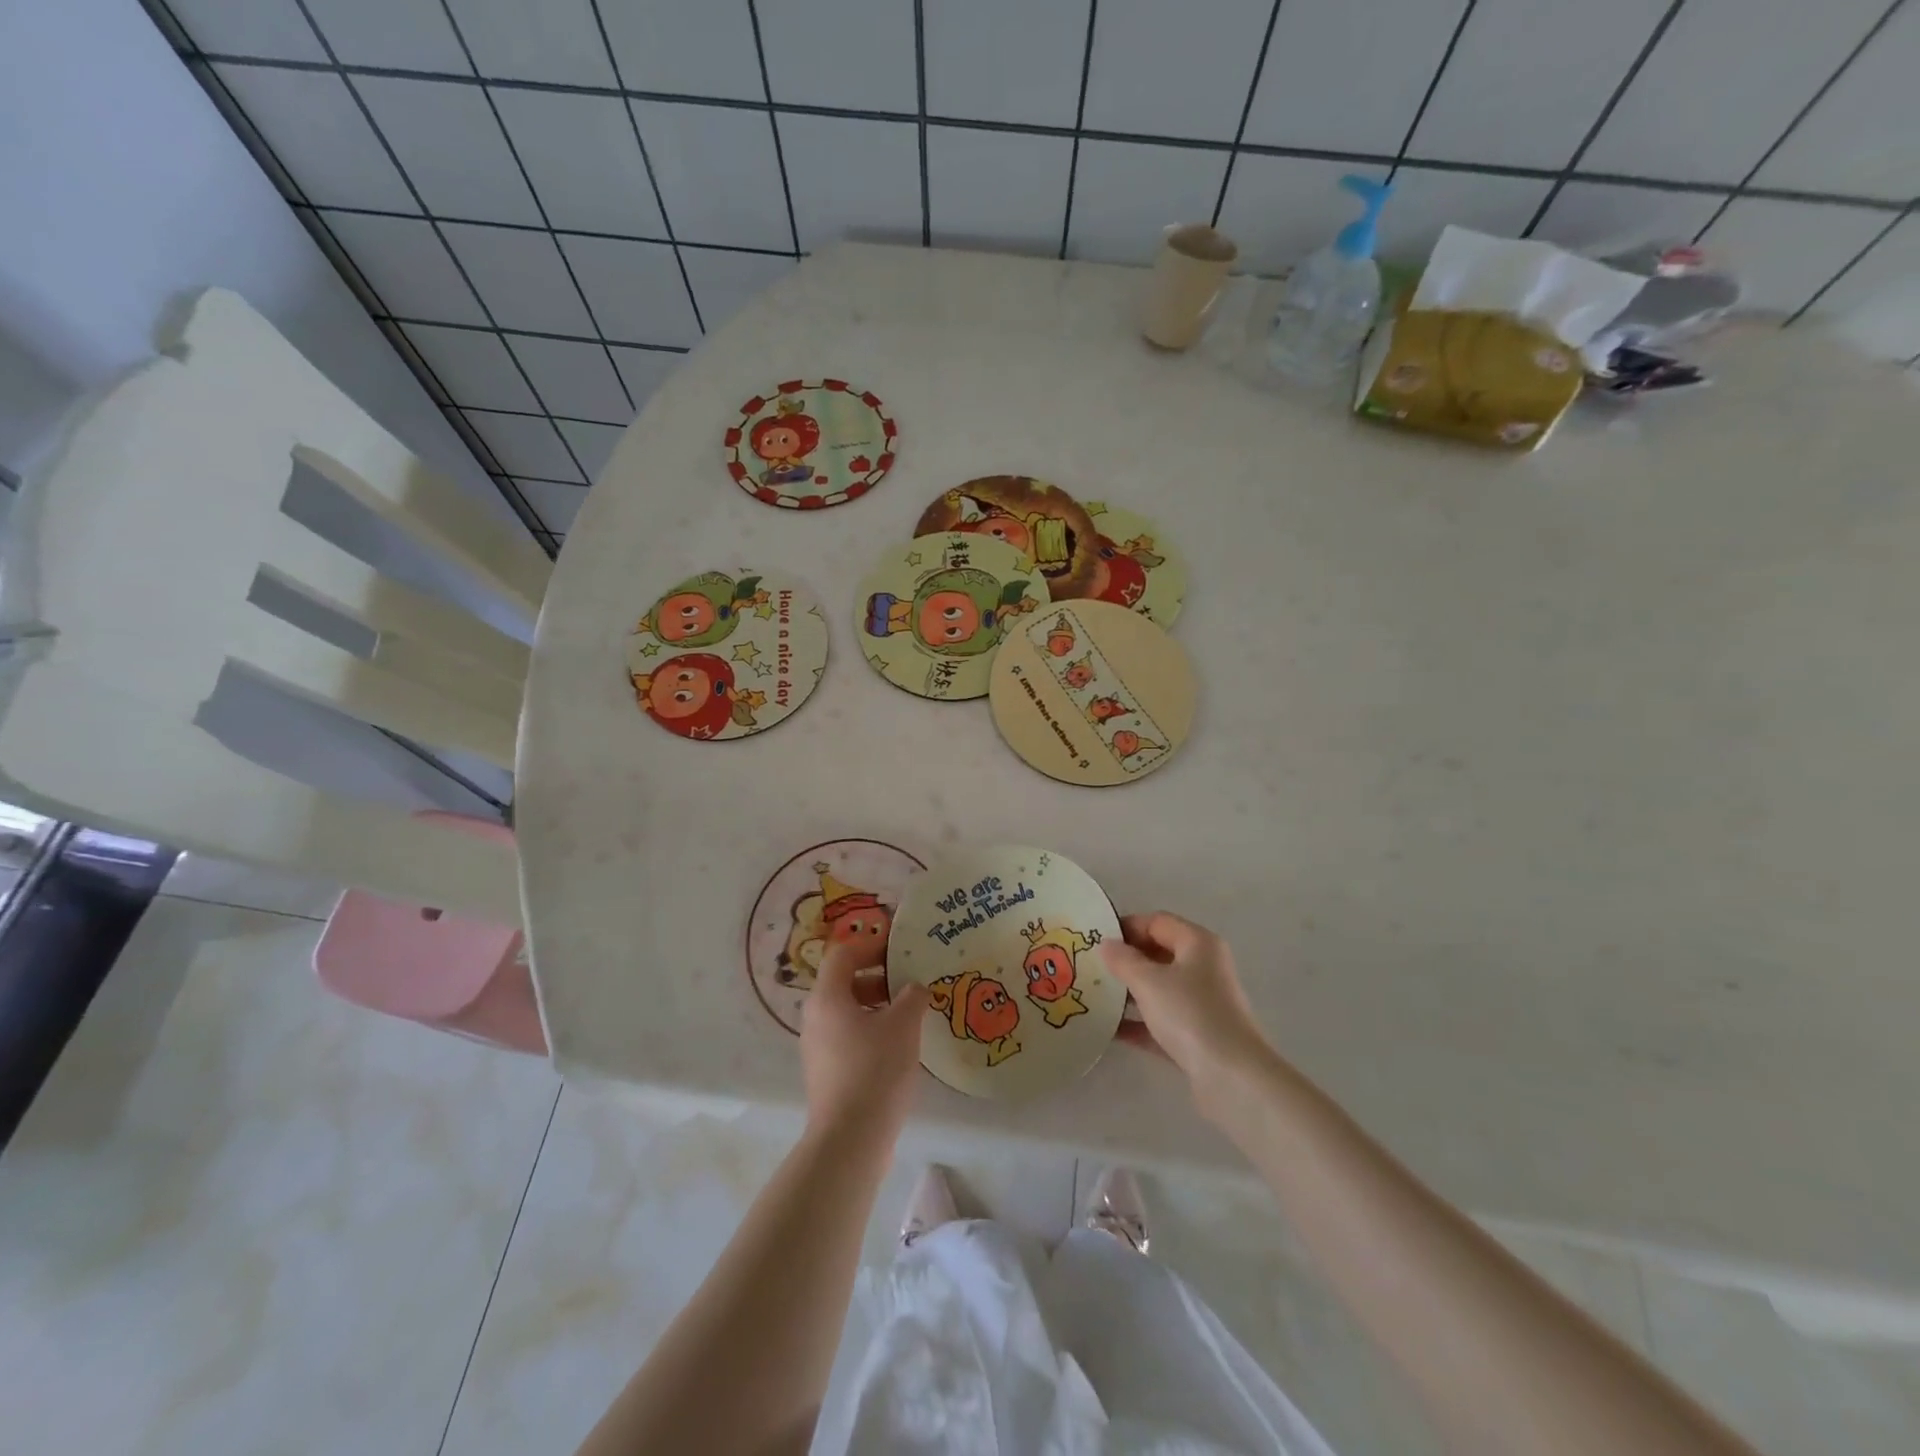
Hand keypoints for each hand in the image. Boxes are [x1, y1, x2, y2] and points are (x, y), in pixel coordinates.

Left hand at [800, 941, 928, 1142]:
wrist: (850, 1139)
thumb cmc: (875, 1070)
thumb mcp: (903, 1025)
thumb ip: (912, 996)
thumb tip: (915, 987)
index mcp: (827, 997)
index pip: (844, 954)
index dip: (871, 945)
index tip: (899, 948)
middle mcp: (815, 1017)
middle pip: (844, 981)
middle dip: (878, 976)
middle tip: (909, 980)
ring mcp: (817, 1047)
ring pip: (846, 1011)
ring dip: (877, 1004)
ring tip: (909, 1013)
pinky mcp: (825, 1072)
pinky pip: (847, 1035)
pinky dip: (870, 1029)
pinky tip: (898, 1045)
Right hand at [1100, 913, 1279, 1119]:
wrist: (1232, 1078)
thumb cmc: (1190, 1015)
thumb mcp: (1148, 981)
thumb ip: (1123, 960)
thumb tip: (1106, 945)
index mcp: (1198, 944)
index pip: (1157, 922)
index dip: (1126, 927)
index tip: (1095, 939)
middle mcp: (1204, 968)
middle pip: (1159, 954)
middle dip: (1126, 960)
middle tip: (1091, 967)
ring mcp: (1203, 1004)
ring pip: (1160, 989)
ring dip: (1130, 992)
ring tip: (1095, 996)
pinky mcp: (1198, 1037)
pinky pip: (1162, 1021)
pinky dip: (1139, 1023)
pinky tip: (1109, 1030)